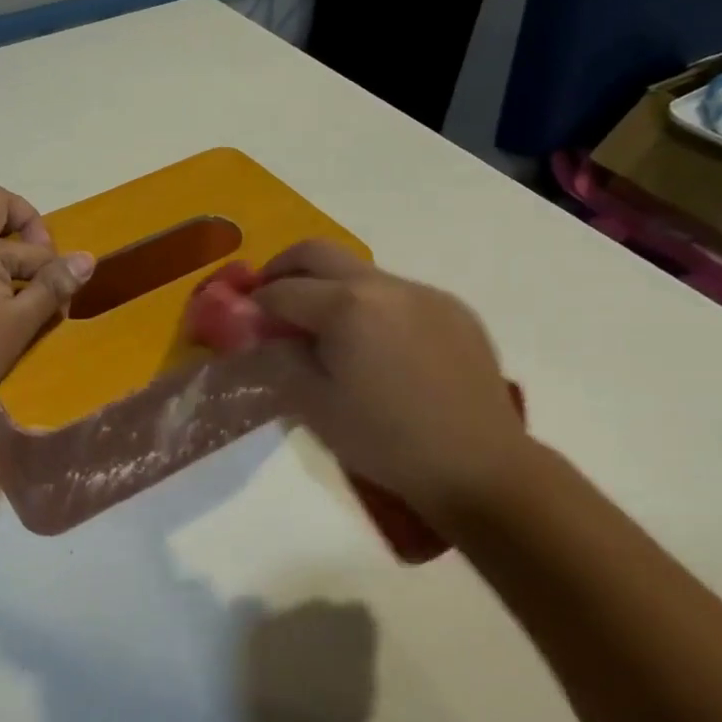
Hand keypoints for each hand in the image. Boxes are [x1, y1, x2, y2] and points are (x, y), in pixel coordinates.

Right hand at [254, 241, 533, 529]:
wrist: (480, 468)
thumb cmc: (386, 441)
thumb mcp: (313, 405)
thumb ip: (278, 357)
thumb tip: (259, 332)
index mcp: (346, 306)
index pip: (281, 290)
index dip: (253, 304)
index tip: (241, 322)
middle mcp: (384, 285)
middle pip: (316, 253)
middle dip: (282, 269)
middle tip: (268, 298)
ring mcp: (423, 293)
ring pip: (358, 271)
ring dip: (328, 287)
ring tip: (323, 328)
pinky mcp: (453, 308)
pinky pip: (396, 292)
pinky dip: (369, 304)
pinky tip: (373, 344)